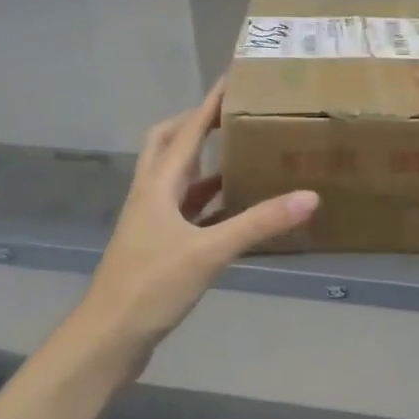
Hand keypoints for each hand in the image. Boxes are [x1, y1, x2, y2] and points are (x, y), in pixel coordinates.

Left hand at [68, 81, 316, 371]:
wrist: (108, 338)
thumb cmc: (152, 285)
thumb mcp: (210, 251)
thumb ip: (259, 223)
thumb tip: (310, 197)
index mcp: (158, 184)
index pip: (187, 131)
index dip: (209, 104)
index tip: (232, 80)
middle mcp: (152, 195)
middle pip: (169, 145)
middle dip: (196, 125)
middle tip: (231, 117)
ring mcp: (152, 222)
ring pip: (178, 179)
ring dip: (204, 163)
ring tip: (240, 155)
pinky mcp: (158, 246)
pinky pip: (187, 211)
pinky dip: (208, 201)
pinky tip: (234, 209)